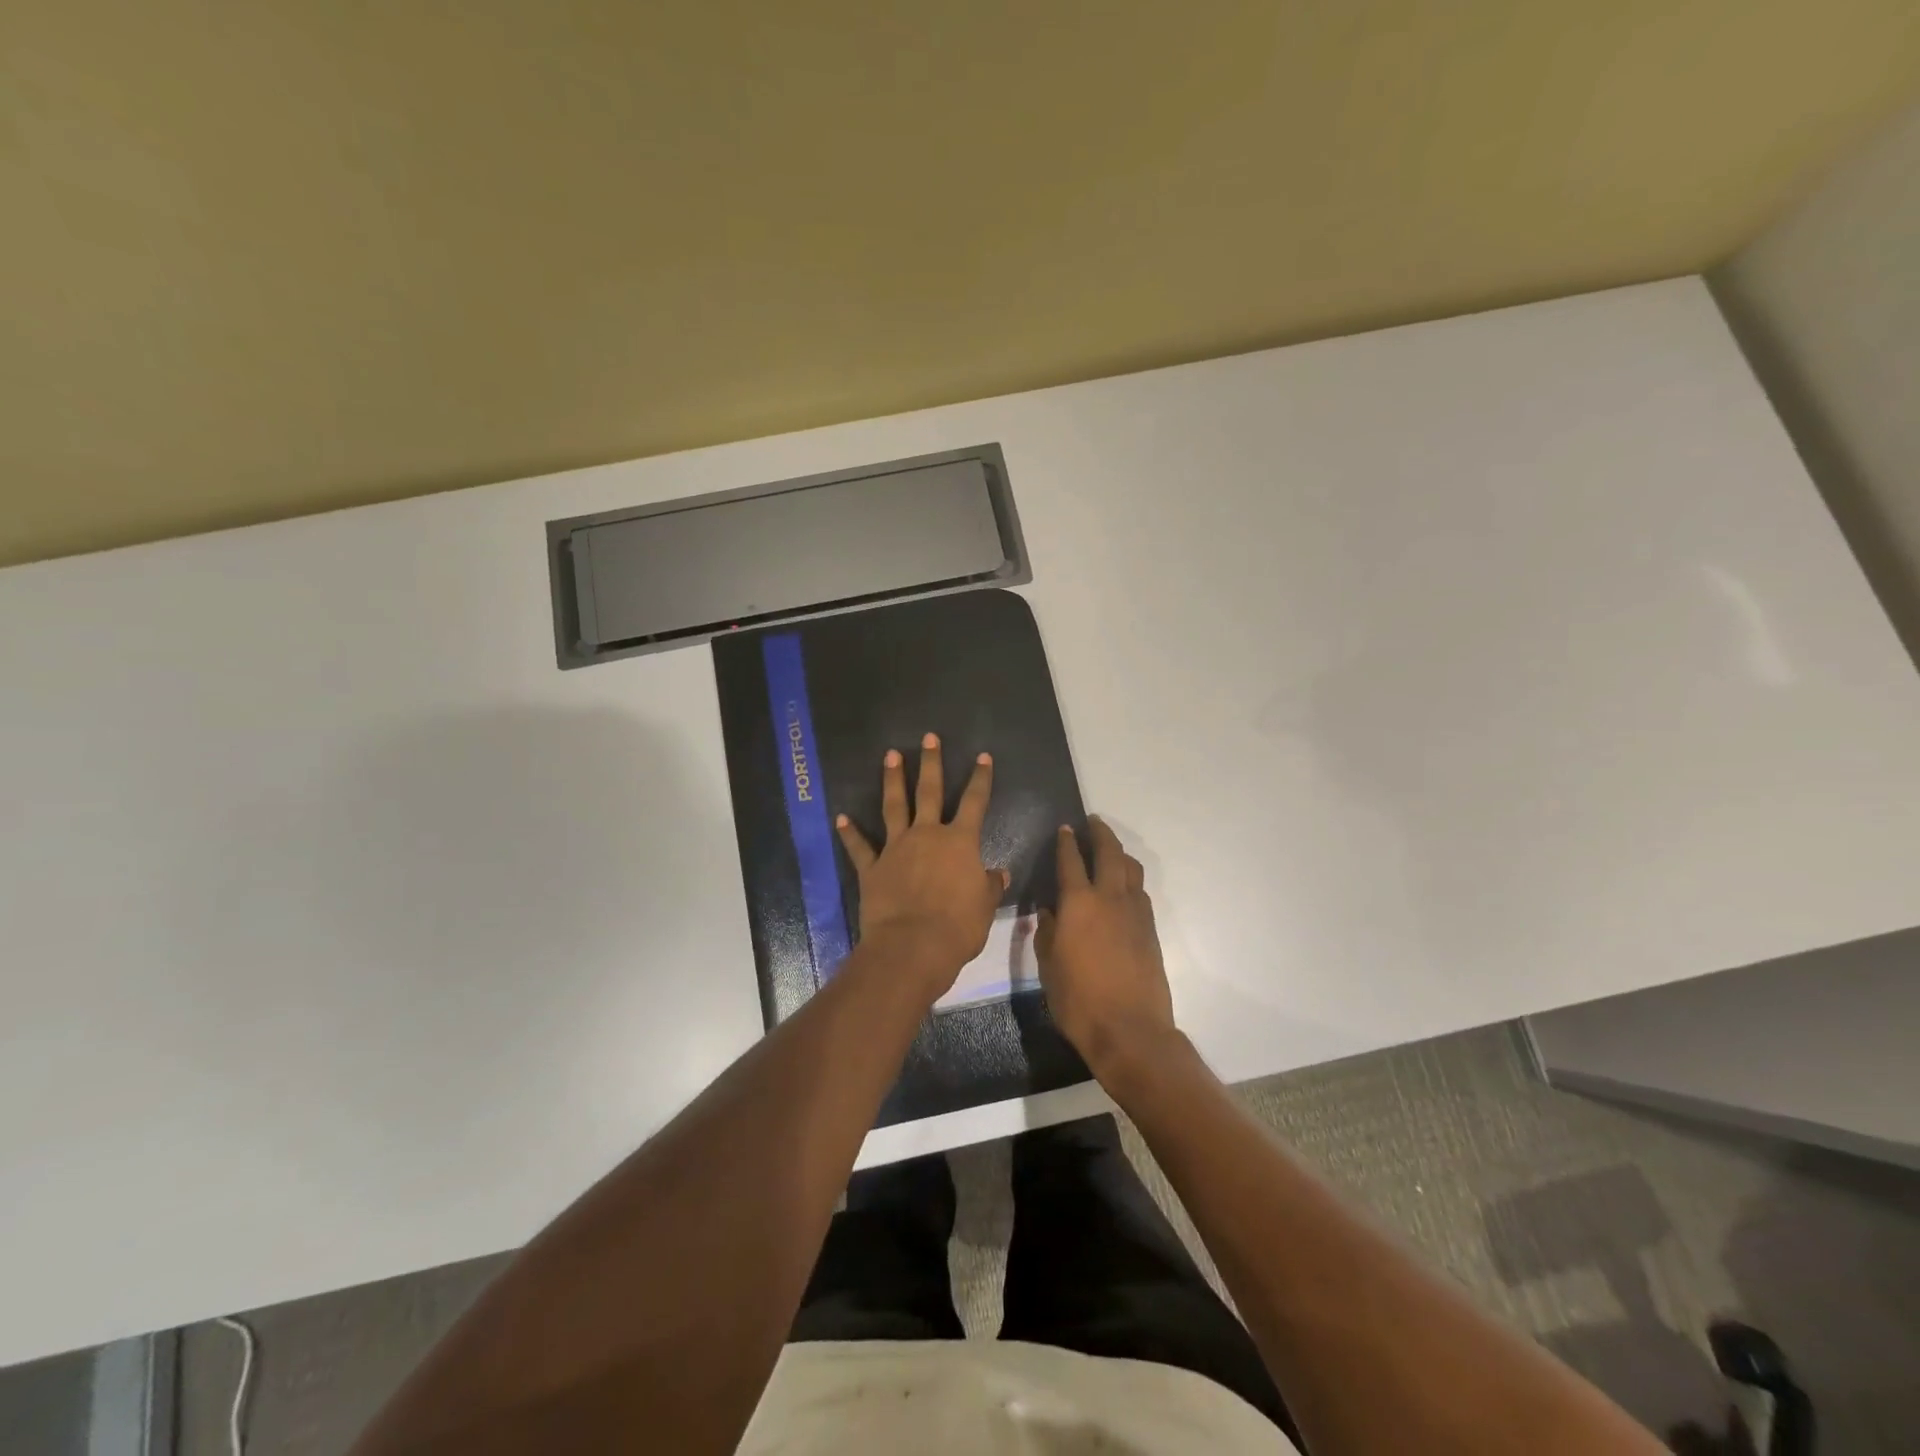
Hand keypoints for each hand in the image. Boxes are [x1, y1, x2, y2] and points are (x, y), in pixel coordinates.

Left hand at [836, 733, 1007, 995]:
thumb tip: (997, 874)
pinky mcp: (872, 869)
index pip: (975, 802)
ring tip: (890, 755)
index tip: (982, 756)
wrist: (912, 947)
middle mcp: (927, 836)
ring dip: (892, 781)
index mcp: (960, 843)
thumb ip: (988, 886)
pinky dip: (850, 833)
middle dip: (931, 763)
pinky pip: (860, 847)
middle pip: (929, 792)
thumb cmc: (957, 928)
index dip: (980, 779)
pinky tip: (841, 818)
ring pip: (894, 807)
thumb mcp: (984, 907)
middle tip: (929, 738)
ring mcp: (896, 849)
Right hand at [1036, 818, 1177, 1080]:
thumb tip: (1048, 912)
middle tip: (1093, 822)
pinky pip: (1140, 891)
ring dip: (1119, 852)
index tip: (1065, 828)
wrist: (1130, 1030)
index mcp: (1078, 904)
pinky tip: (1123, 887)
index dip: (1066, 842)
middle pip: (1109, 853)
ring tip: (1110, 849)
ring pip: (1130, 868)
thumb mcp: (1048, 967)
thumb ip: (1047, 933)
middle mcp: (1109, 898)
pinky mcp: (1150, 929)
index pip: (1071, 861)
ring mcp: (1135, 912)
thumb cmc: (1079, 1001)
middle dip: (1100, 833)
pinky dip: (1130, 879)